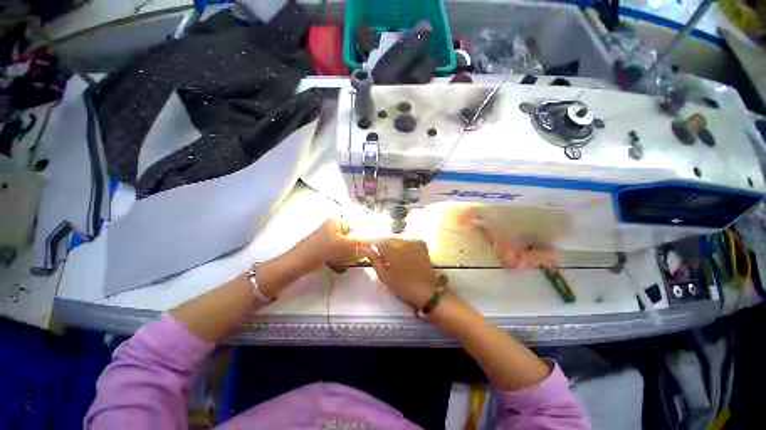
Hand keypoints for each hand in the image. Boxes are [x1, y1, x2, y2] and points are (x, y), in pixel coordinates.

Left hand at [289, 218, 364, 272]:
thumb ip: (361, 242)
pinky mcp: (326, 248)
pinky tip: (338, 264)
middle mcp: (334, 227)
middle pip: (352, 237)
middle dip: (355, 248)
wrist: (298, 264)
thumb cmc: (321, 250)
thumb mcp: (343, 245)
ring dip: (348, 254)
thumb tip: (375, 240)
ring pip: (346, 246)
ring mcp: (329, 238)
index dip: (363, 238)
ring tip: (344, 261)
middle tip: (356, 257)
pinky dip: (341, 258)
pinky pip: (339, 252)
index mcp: (337, 222)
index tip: (368, 249)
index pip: (357, 227)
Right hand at [362, 238, 438, 307]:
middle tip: (377, 251)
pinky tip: (401, 252)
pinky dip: (401, 243)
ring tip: (389, 253)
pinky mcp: (421, 243)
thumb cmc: (402, 286)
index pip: (377, 240)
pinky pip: (406, 239)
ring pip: (396, 237)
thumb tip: (365, 248)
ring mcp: (413, 241)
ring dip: (391, 242)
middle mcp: (403, 242)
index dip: (370, 241)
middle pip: (387, 237)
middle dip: (381, 242)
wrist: (426, 291)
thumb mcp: (384, 275)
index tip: (365, 245)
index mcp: (393, 250)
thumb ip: (374, 259)